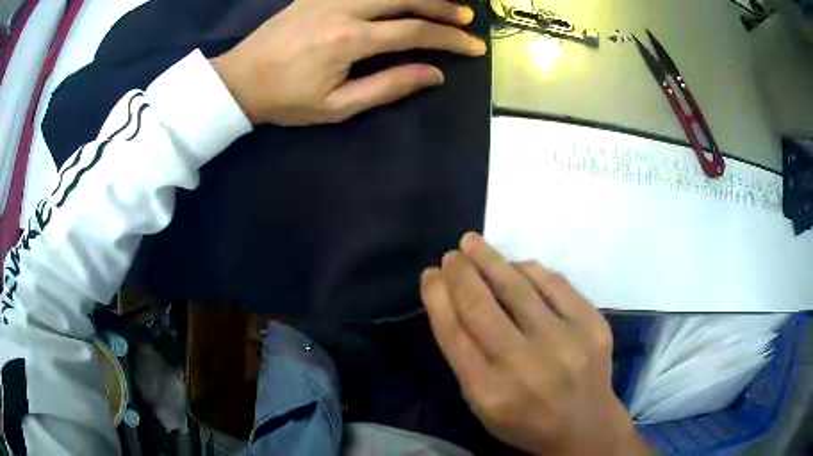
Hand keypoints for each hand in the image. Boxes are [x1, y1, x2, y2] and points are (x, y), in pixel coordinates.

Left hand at [210, 0, 485, 125]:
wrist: (239, 81)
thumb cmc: (286, 100)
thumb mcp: (337, 106)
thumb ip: (388, 87)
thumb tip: (435, 75)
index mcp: (349, 40)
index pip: (415, 32)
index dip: (450, 39)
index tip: (474, 46)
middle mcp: (344, 9)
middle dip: (443, 6)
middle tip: (466, 17)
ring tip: (442, 3)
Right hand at [420, 233, 650, 455]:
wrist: (586, 426)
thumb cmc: (526, 421)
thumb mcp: (483, 405)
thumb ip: (465, 359)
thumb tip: (451, 303)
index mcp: (490, 391)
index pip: (453, 333)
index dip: (437, 297)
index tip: (430, 275)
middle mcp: (525, 365)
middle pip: (481, 306)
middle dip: (460, 273)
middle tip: (451, 256)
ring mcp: (564, 342)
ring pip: (518, 287)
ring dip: (490, 260)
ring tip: (473, 244)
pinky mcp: (592, 325)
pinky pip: (555, 284)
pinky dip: (530, 270)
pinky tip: (516, 265)